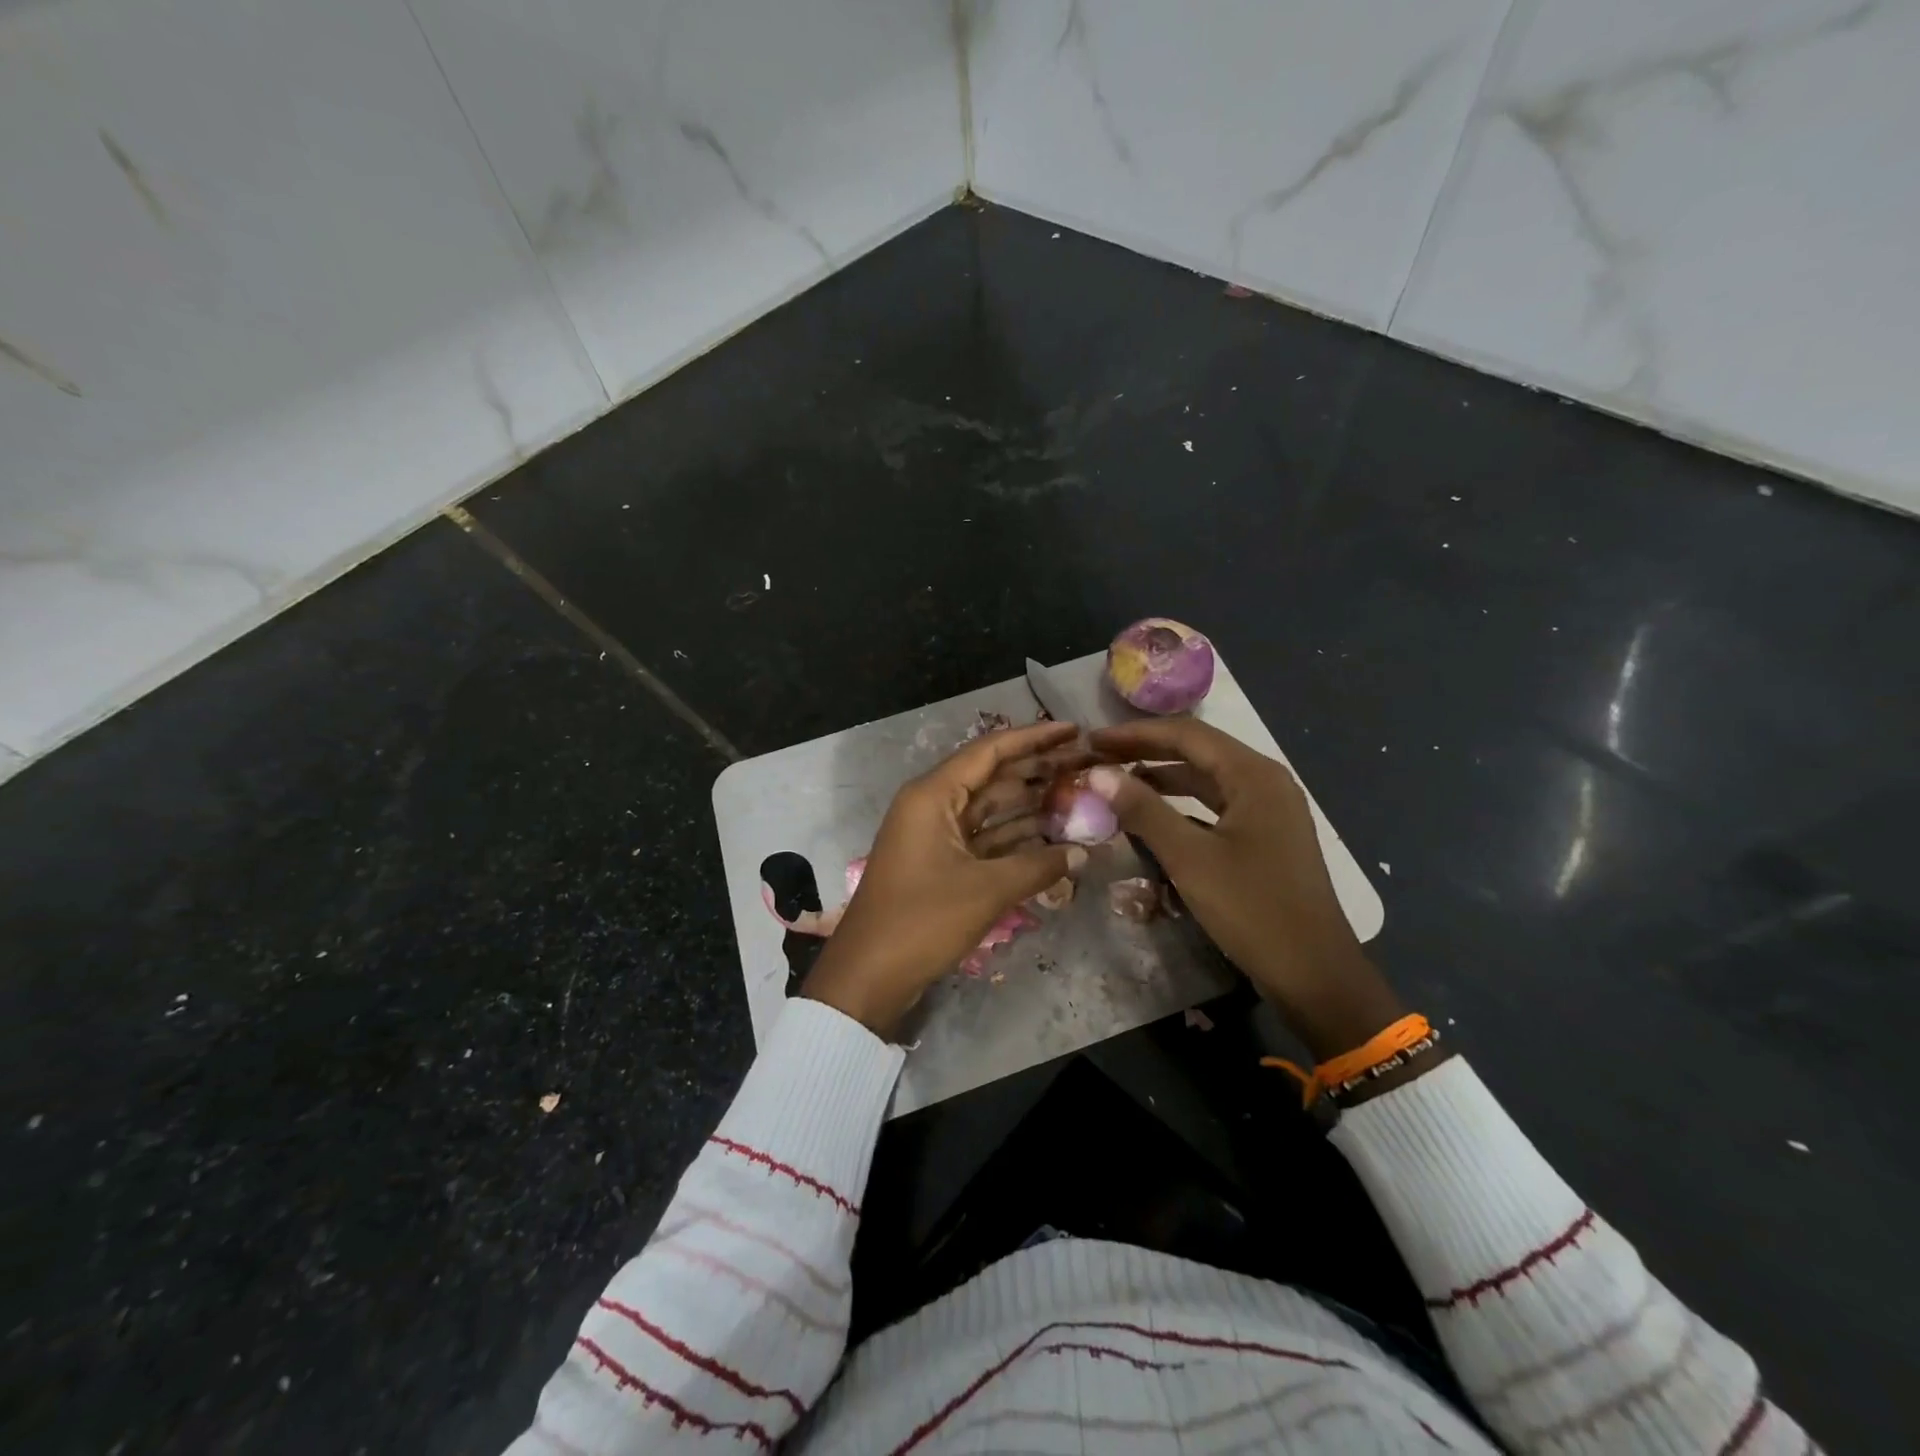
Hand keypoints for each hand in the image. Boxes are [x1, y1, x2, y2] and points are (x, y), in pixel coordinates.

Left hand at [802, 721, 1089, 1038]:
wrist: (868, 975)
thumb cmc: (922, 921)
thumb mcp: (986, 891)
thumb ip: (1038, 866)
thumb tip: (1082, 852)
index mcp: (933, 795)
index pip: (990, 751)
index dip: (1034, 738)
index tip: (1074, 730)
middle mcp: (932, 804)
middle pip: (992, 776)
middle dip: (1037, 770)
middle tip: (1085, 764)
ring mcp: (934, 834)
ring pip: (989, 808)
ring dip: (1029, 804)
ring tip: (1077, 796)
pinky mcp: (939, 862)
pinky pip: (982, 837)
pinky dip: (1013, 836)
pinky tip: (1051, 836)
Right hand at [1088, 717, 1402, 1060]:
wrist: (1314, 973)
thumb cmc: (1252, 909)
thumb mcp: (1190, 858)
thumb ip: (1143, 810)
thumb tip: (1098, 774)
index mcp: (1253, 775)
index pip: (1185, 734)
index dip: (1135, 734)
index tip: (1092, 741)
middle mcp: (1265, 781)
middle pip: (1197, 751)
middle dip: (1146, 752)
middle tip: (1098, 758)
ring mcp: (1269, 809)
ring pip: (1206, 778)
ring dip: (1162, 777)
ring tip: (1116, 782)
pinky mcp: (1266, 835)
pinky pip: (1216, 804)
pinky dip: (1182, 804)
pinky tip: (1152, 815)